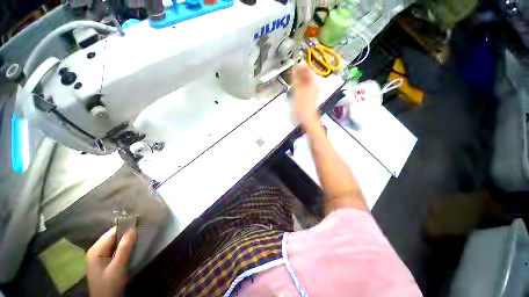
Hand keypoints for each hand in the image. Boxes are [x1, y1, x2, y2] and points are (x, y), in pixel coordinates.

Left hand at [86, 227, 136, 296]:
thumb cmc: (110, 284)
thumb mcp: (118, 266)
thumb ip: (124, 248)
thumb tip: (133, 229)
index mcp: (95, 250)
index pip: (112, 233)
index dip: (125, 227)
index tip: (140, 223)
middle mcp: (95, 250)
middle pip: (112, 237)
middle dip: (126, 234)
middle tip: (141, 231)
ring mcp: (98, 256)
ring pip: (114, 242)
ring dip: (125, 240)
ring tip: (138, 238)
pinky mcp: (103, 261)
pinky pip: (114, 249)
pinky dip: (122, 247)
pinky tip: (130, 248)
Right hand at [292, 65, 319, 128]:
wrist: (307, 118)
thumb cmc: (301, 106)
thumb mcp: (297, 91)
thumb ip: (296, 79)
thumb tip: (295, 69)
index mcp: (312, 83)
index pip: (309, 69)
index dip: (301, 66)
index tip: (294, 66)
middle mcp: (314, 86)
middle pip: (308, 75)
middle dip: (300, 73)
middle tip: (291, 73)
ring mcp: (313, 92)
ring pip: (307, 81)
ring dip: (300, 79)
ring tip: (292, 80)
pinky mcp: (311, 97)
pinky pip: (306, 88)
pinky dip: (301, 85)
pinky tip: (295, 88)